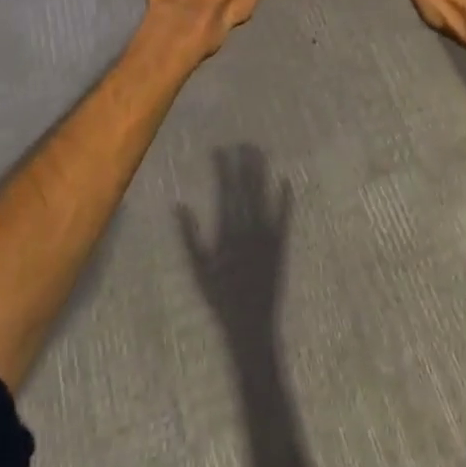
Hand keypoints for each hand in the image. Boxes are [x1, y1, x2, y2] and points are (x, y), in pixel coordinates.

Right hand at [177, 144, 293, 325]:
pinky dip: (285, 199)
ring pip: (263, 196)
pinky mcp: (280, 244)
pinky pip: (284, 217)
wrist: (250, 325)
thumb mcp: (198, 268)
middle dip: (244, 163)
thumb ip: (188, 235)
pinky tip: (286, 180)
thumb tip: (179, 205)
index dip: (223, 168)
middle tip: (242, 142)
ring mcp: (266, 235)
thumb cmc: (220, 298)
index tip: (219, 150)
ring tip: (259, 152)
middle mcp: (247, 228)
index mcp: (226, 231)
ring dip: (261, 173)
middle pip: (246, 188)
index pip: (224, 191)